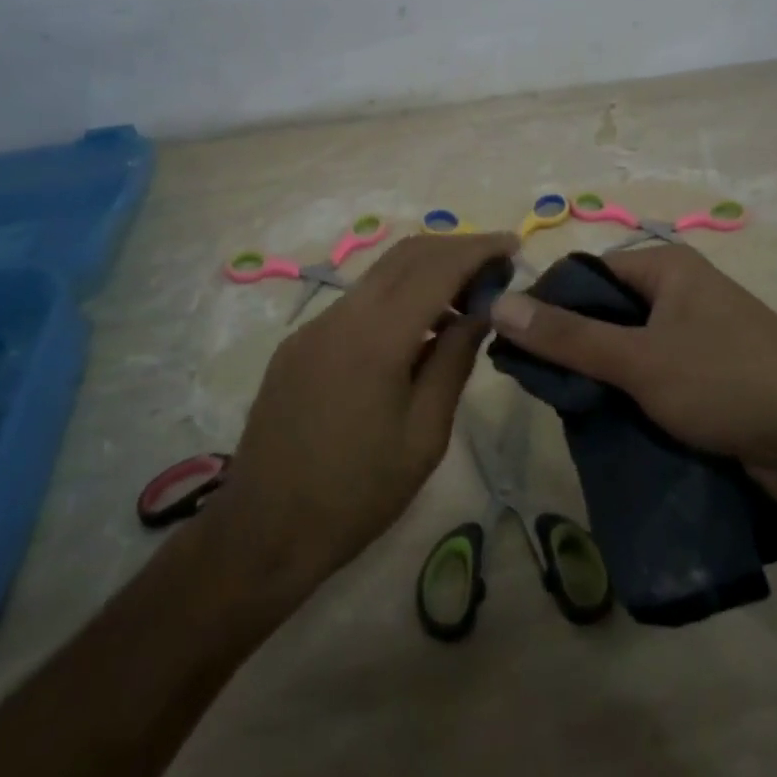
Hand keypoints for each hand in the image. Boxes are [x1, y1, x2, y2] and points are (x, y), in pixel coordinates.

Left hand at [206, 231, 520, 599]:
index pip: (436, 267)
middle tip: (494, 267)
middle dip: (454, 250)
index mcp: (376, 336)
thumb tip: (480, 313)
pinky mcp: (299, 343)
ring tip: (463, 301)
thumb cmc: (357, 493)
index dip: (478, 249)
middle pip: (405, 255)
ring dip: (425, 273)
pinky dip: (395, 299)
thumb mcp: (425, 435)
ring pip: (379, 276)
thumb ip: (453, 362)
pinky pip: (357, 303)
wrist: (262, 532)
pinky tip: (415, 332)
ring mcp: (313, 326)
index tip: (513, 245)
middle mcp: (341, 315)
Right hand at [487, 245, 776, 512]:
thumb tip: (499, 304)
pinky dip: (631, 397)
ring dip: (602, 377)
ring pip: (629, 350)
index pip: (588, 273)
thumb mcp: (639, 359)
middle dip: (574, 347)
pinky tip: (606, 423)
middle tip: (540, 384)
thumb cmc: (728, 381)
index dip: (549, 303)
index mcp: (666, 268)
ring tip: (567, 407)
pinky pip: (654, 378)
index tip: (517, 344)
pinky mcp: (710, 378)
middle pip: (607, 312)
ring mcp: (698, 336)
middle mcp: (681, 293)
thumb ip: (567, 337)